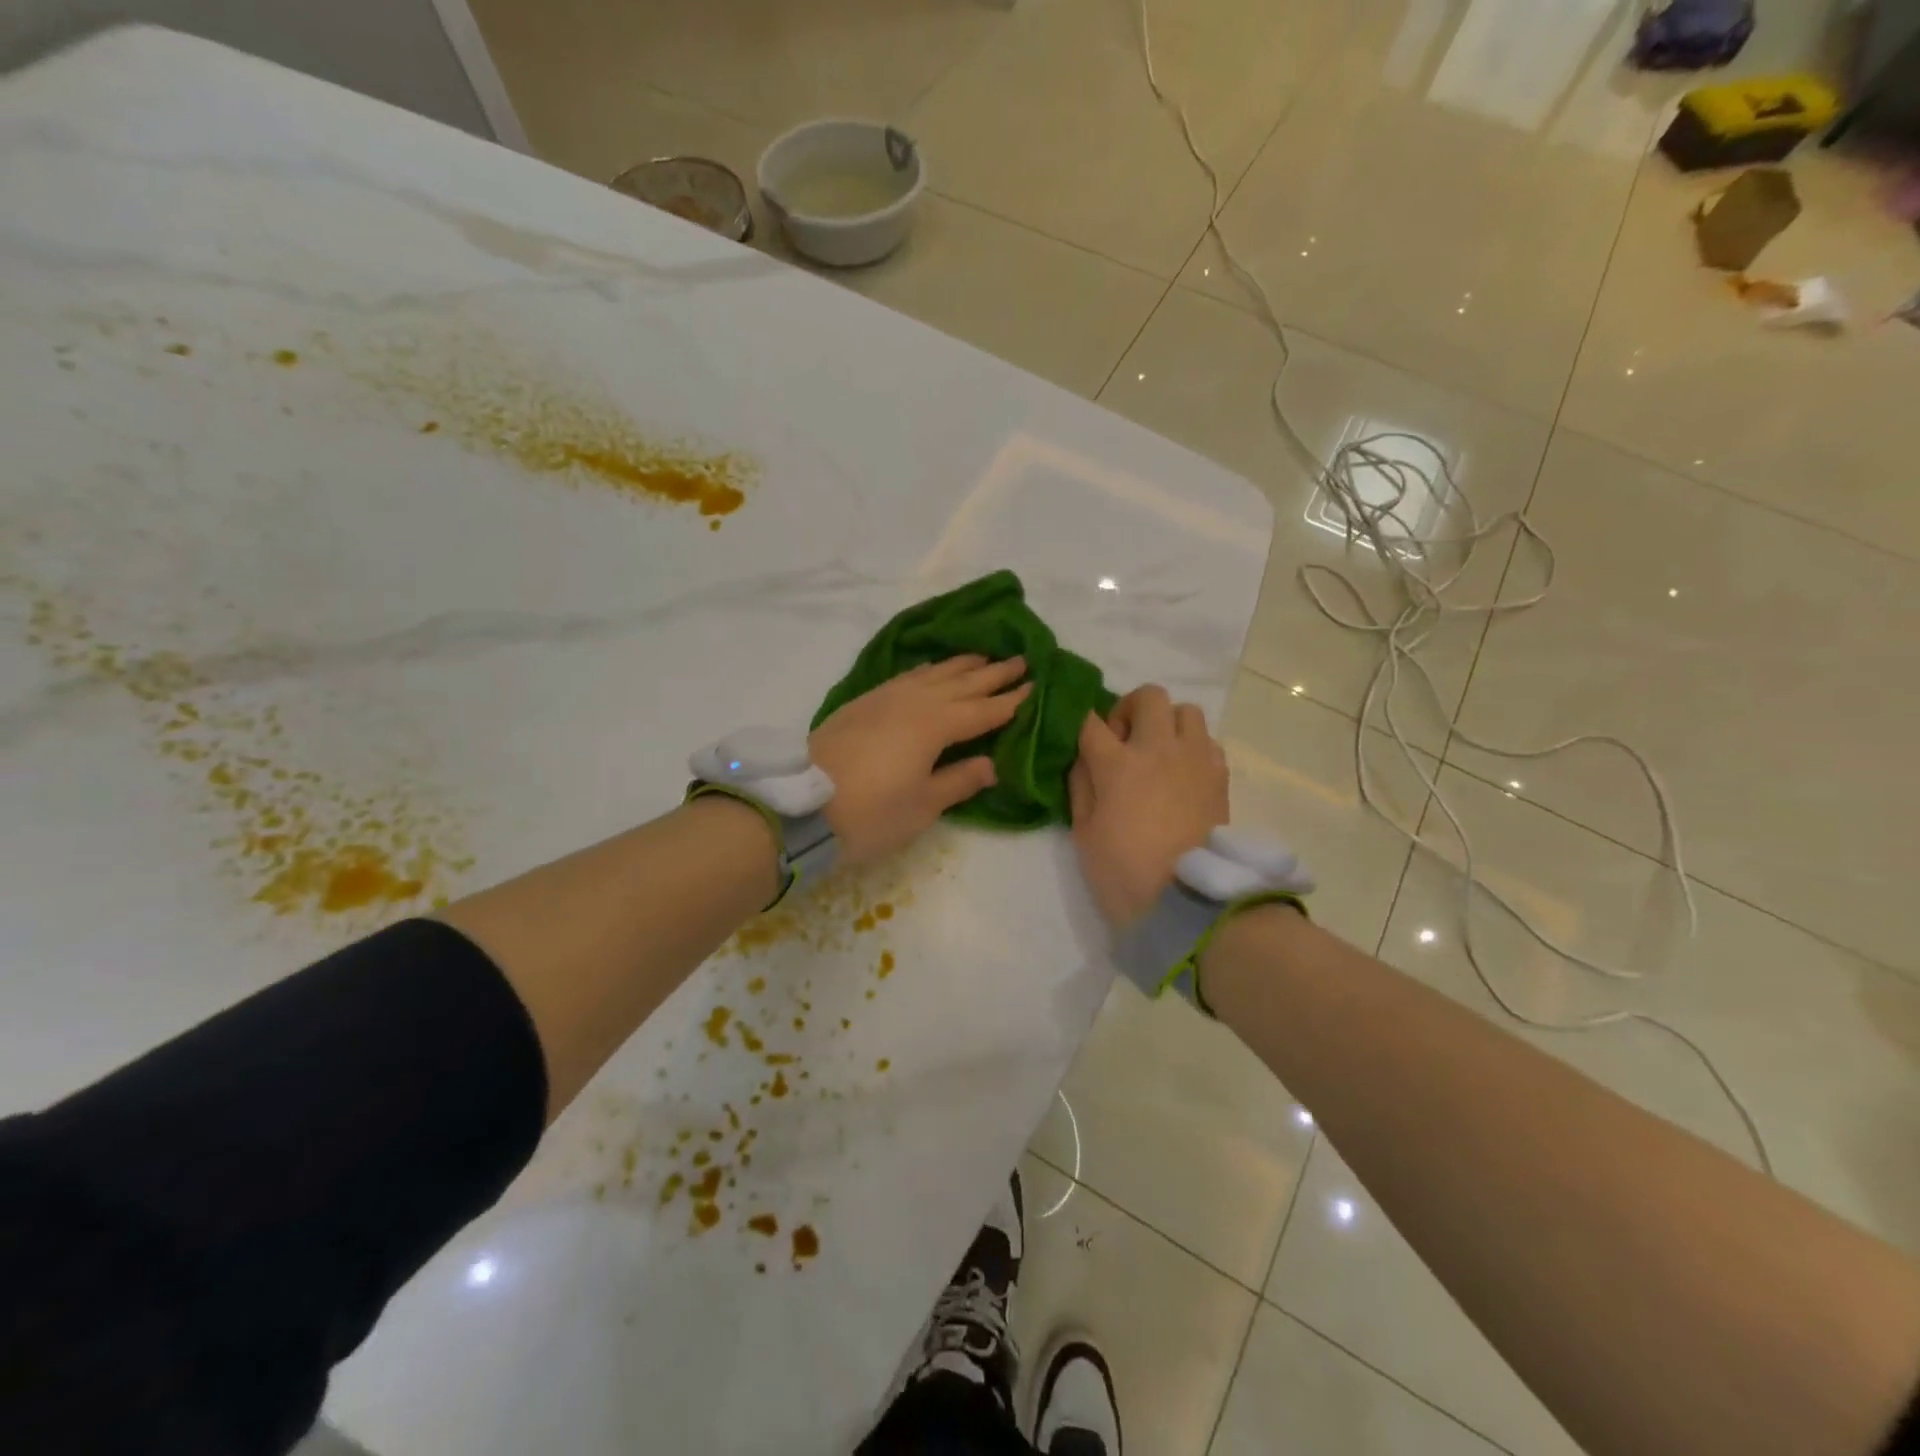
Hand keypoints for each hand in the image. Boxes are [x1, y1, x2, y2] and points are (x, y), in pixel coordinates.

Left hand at [810, 655, 1030, 866]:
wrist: (800, 807)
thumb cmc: (870, 813)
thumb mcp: (922, 806)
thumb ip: (959, 780)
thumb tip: (991, 764)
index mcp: (936, 725)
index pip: (982, 710)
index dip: (1009, 700)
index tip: (1034, 685)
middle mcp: (914, 702)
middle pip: (961, 683)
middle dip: (992, 673)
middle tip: (1020, 659)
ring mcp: (885, 698)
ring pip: (933, 673)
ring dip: (961, 665)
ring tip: (982, 656)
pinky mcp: (863, 703)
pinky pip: (907, 676)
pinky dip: (927, 670)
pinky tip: (931, 670)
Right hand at [1068, 685, 1228, 928]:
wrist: (1187, 901)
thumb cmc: (1123, 871)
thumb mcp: (1084, 832)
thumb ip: (1081, 786)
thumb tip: (1085, 759)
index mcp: (1118, 764)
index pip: (1091, 722)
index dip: (1083, 727)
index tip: (1085, 743)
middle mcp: (1159, 749)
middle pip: (1147, 696)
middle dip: (1129, 710)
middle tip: (1124, 740)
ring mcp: (1194, 759)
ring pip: (1185, 710)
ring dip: (1167, 723)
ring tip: (1159, 753)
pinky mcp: (1220, 775)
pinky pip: (1208, 741)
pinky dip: (1193, 747)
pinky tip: (1183, 773)